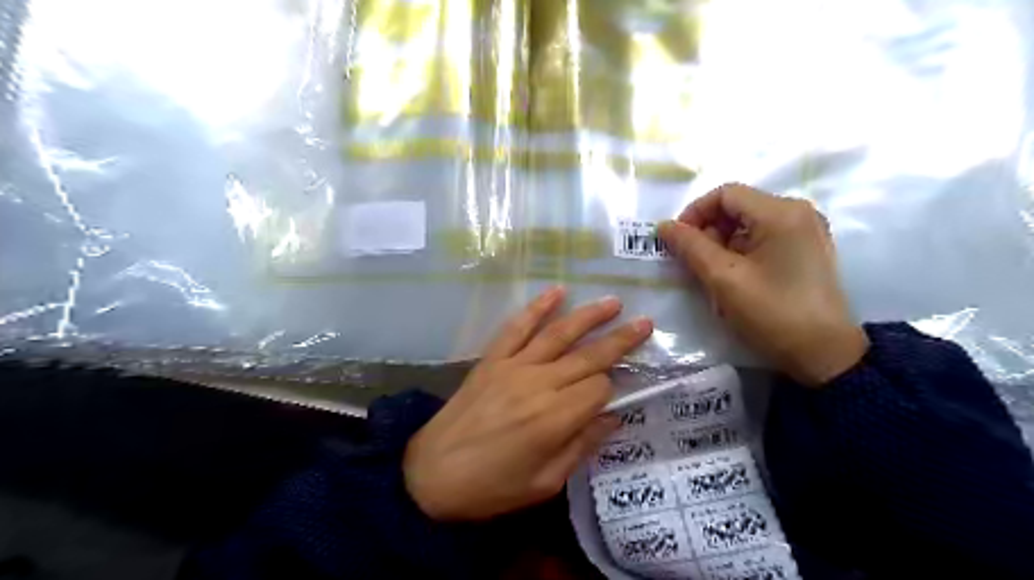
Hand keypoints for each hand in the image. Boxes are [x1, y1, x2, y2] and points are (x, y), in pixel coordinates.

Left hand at [402, 288, 648, 519]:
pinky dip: (537, 308)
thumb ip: (582, 446)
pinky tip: (556, 292)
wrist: (430, 474)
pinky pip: (518, 328)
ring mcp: (513, 366)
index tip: (608, 399)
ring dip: (588, 316)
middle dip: (620, 340)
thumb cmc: (491, 487)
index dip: (610, 391)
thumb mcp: (544, 483)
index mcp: (555, 419)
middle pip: (588, 356)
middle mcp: (539, 384)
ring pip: (559, 334)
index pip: (599, 389)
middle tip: (645, 323)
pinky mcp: (492, 359)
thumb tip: (612, 418)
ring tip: (613, 302)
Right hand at [658, 182, 864, 386]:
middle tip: (693, 263)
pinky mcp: (806, 250)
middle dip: (708, 231)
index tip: (677, 242)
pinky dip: (740, 253)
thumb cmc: (772, 313)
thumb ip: (691, 247)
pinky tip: (734, 279)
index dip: (694, 213)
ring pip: (748, 224)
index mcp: (781, 212)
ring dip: (722, 244)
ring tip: (712, 276)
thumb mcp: (724, 279)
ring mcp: (806, 231)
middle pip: (737, 207)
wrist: (825, 355)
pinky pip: (763, 238)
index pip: (725, 194)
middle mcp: (797, 212)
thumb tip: (664, 226)